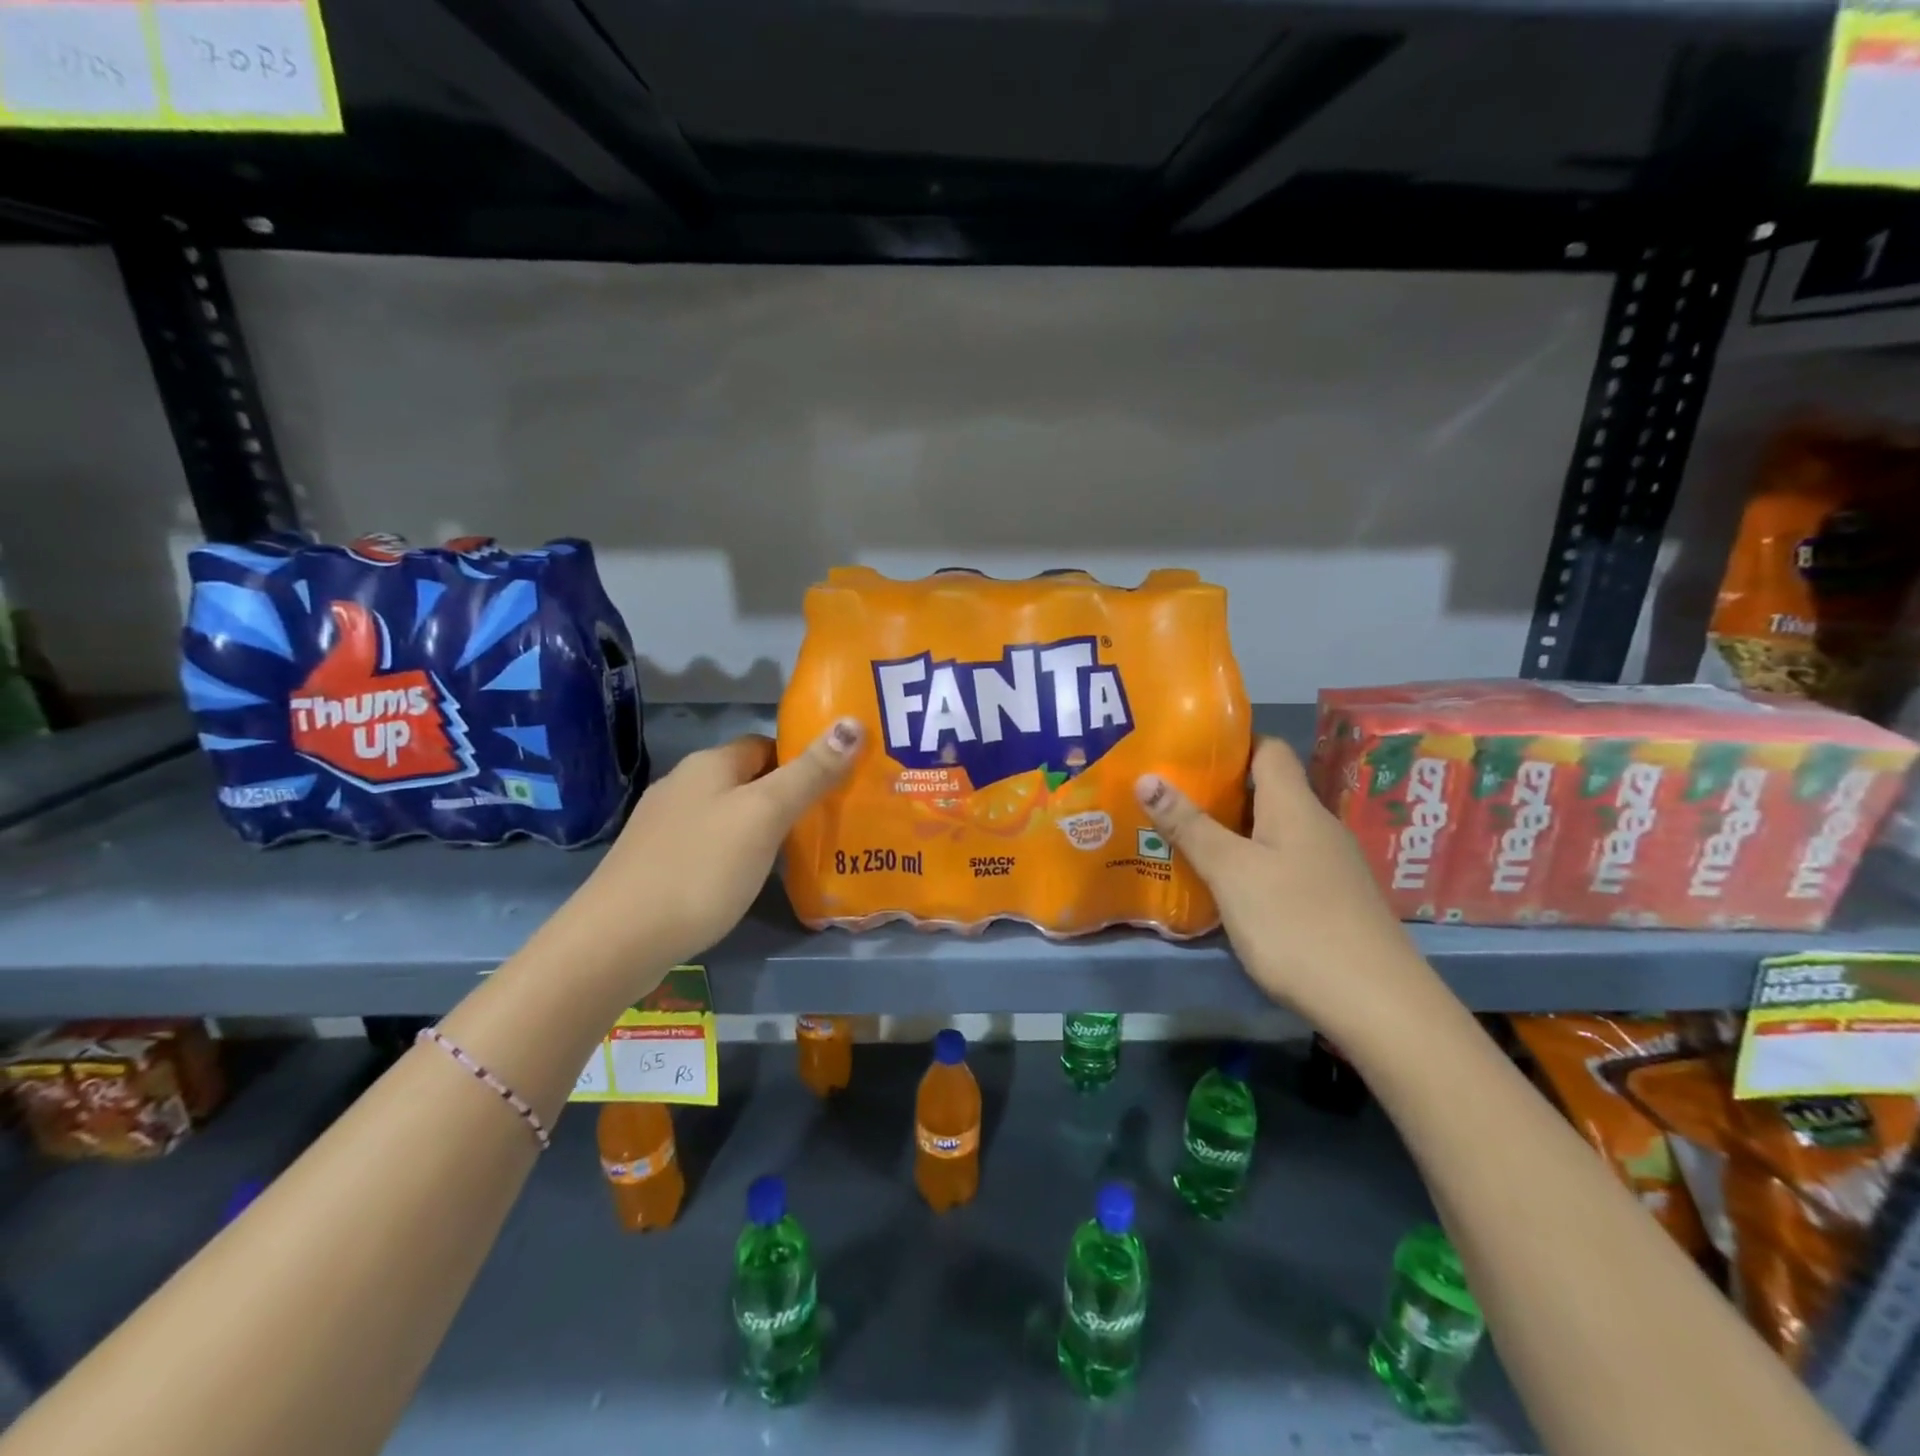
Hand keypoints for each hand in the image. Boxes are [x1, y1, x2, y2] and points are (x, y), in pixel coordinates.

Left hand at [582, 719, 861, 967]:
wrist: (617, 939)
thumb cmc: (701, 868)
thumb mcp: (765, 816)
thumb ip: (809, 773)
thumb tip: (853, 723)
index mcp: (710, 763)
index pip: (767, 744)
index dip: (802, 761)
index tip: (835, 787)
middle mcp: (683, 783)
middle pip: (748, 779)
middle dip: (785, 795)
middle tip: (824, 824)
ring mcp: (664, 824)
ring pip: (727, 813)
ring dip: (759, 827)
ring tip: (794, 855)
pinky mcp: (654, 861)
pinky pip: (707, 843)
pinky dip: (733, 853)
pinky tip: (746, 880)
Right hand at [1135, 738, 1426, 1020]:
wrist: (1377, 1004)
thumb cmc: (1296, 923)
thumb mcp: (1231, 872)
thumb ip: (1189, 825)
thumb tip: (1146, 776)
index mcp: (1295, 806)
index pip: (1267, 748)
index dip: (1230, 741)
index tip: (1184, 747)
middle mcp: (1316, 826)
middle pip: (1266, 790)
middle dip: (1217, 789)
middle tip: (1166, 795)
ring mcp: (1328, 865)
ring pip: (1272, 830)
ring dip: (1230, 829)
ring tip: (1181, 836)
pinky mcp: (1331, 900)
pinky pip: (1281, 863)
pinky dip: (1249, 863)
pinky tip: (1223, 885)